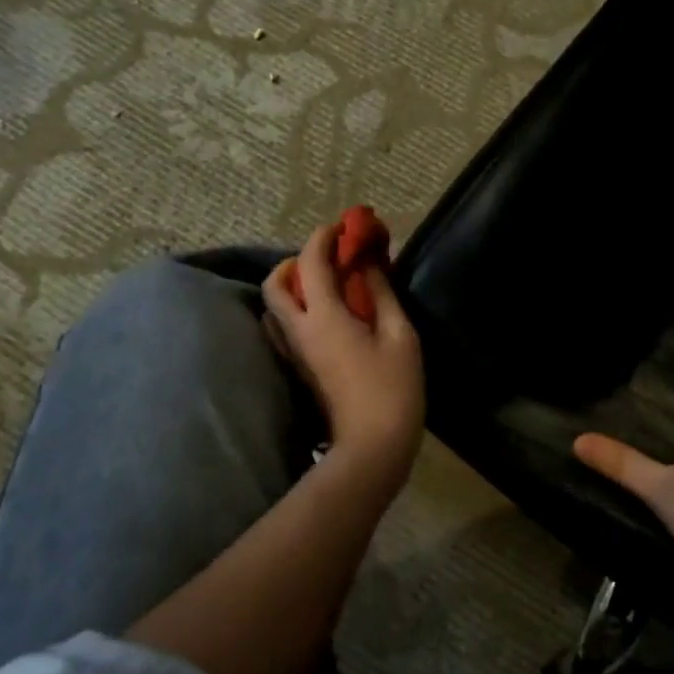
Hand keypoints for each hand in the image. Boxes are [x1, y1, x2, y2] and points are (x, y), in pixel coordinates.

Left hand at [262, 223, 424, 478]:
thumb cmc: (394, 387)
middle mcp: (299, 331)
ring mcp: (294, 352)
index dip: (323, 237)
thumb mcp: (399, 334)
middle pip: (275, 283)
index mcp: (324, 317)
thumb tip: (367, 263)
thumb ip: (381, 293)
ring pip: (274, 308)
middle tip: (328, 258)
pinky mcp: (299, 369)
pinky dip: (296, 309)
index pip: (309, 262)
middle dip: (296, 261)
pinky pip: (283, 328)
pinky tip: (325, 314)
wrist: (372, 445)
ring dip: (292, 286)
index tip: (342, 227)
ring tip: (325, 285)